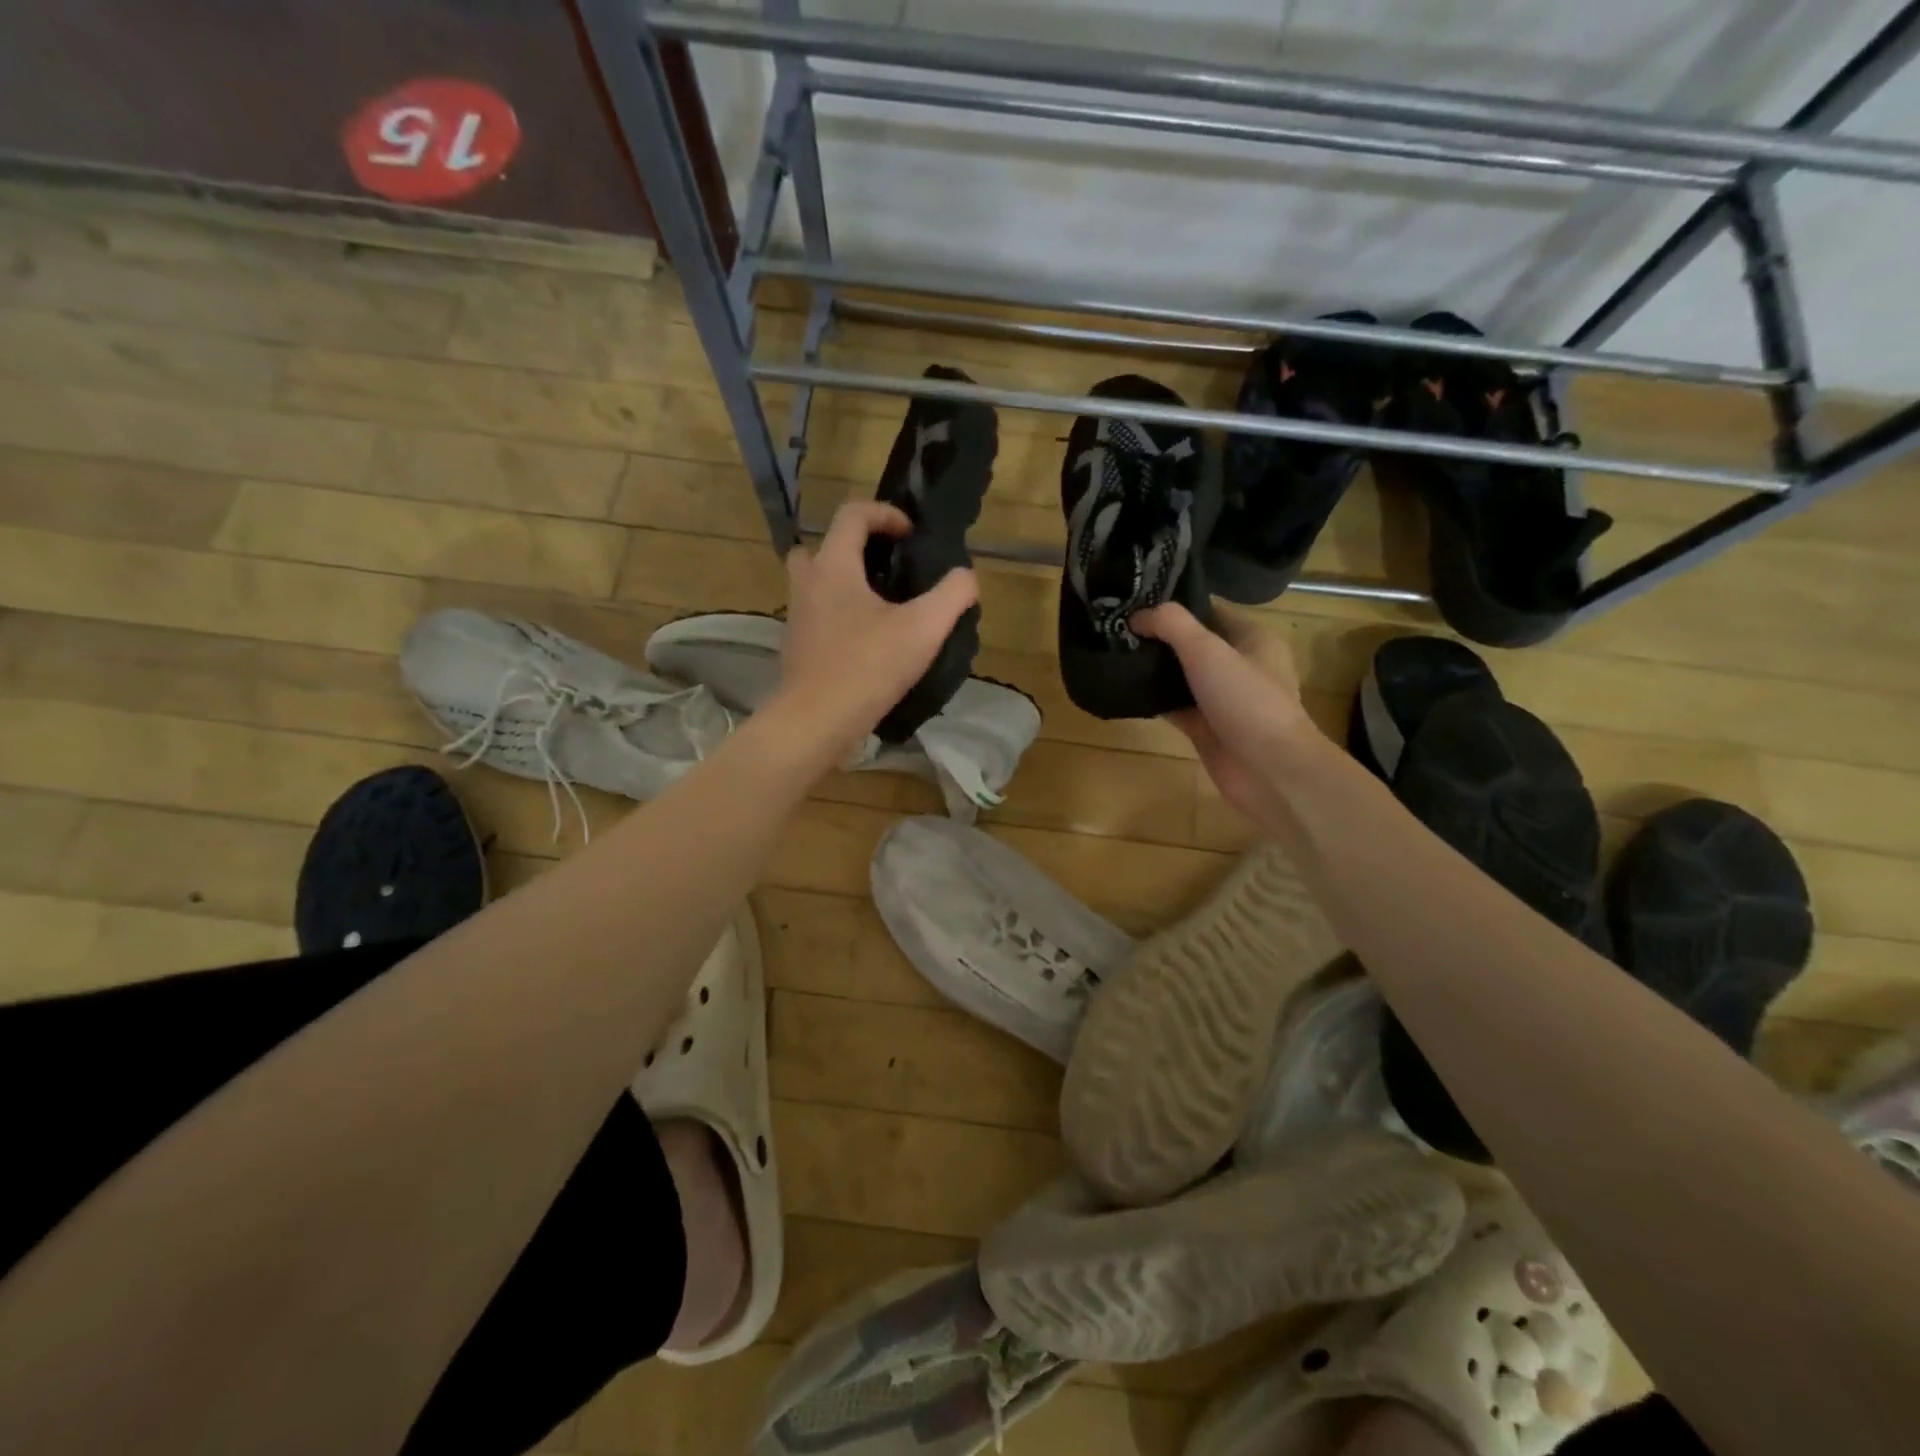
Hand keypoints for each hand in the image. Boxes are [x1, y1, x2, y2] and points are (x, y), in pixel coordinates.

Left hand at [777, 501, 979, 761]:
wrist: (817, 721)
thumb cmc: (868, 667)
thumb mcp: (923, 629)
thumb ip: (952, 595)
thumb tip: (966, 577)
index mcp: (834, 566)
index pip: (852, 514)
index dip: (885, 514)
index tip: (911, 535)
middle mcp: (808, 583)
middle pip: (823, 546)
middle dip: (856, 548)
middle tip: (887, 568)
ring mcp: (797, 616)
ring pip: (816, 582)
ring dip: (845, 582)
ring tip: (882, 606)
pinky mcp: (797, 646)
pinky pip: (817, 614)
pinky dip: (839, 615)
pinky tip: (868, 641)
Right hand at [1134, 601, 1313, 832]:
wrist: (1270, 771)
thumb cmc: (1247, 701)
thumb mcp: (1208, 650)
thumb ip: (1171, 625)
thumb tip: (1137, 616)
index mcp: (1252, 639)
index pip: (1209, 611)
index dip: (1174, 605)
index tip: (1134, 602)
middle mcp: (1240, 665)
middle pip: (1192, 643)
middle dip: (1158, 637)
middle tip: (1116, 628)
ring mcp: (1223, 699)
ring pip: (1182, 676)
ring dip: (1154, 669)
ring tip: (1114, 654)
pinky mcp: (1207, 728)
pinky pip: (1176, 706)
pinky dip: (1155, 700)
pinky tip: (1126, 691)